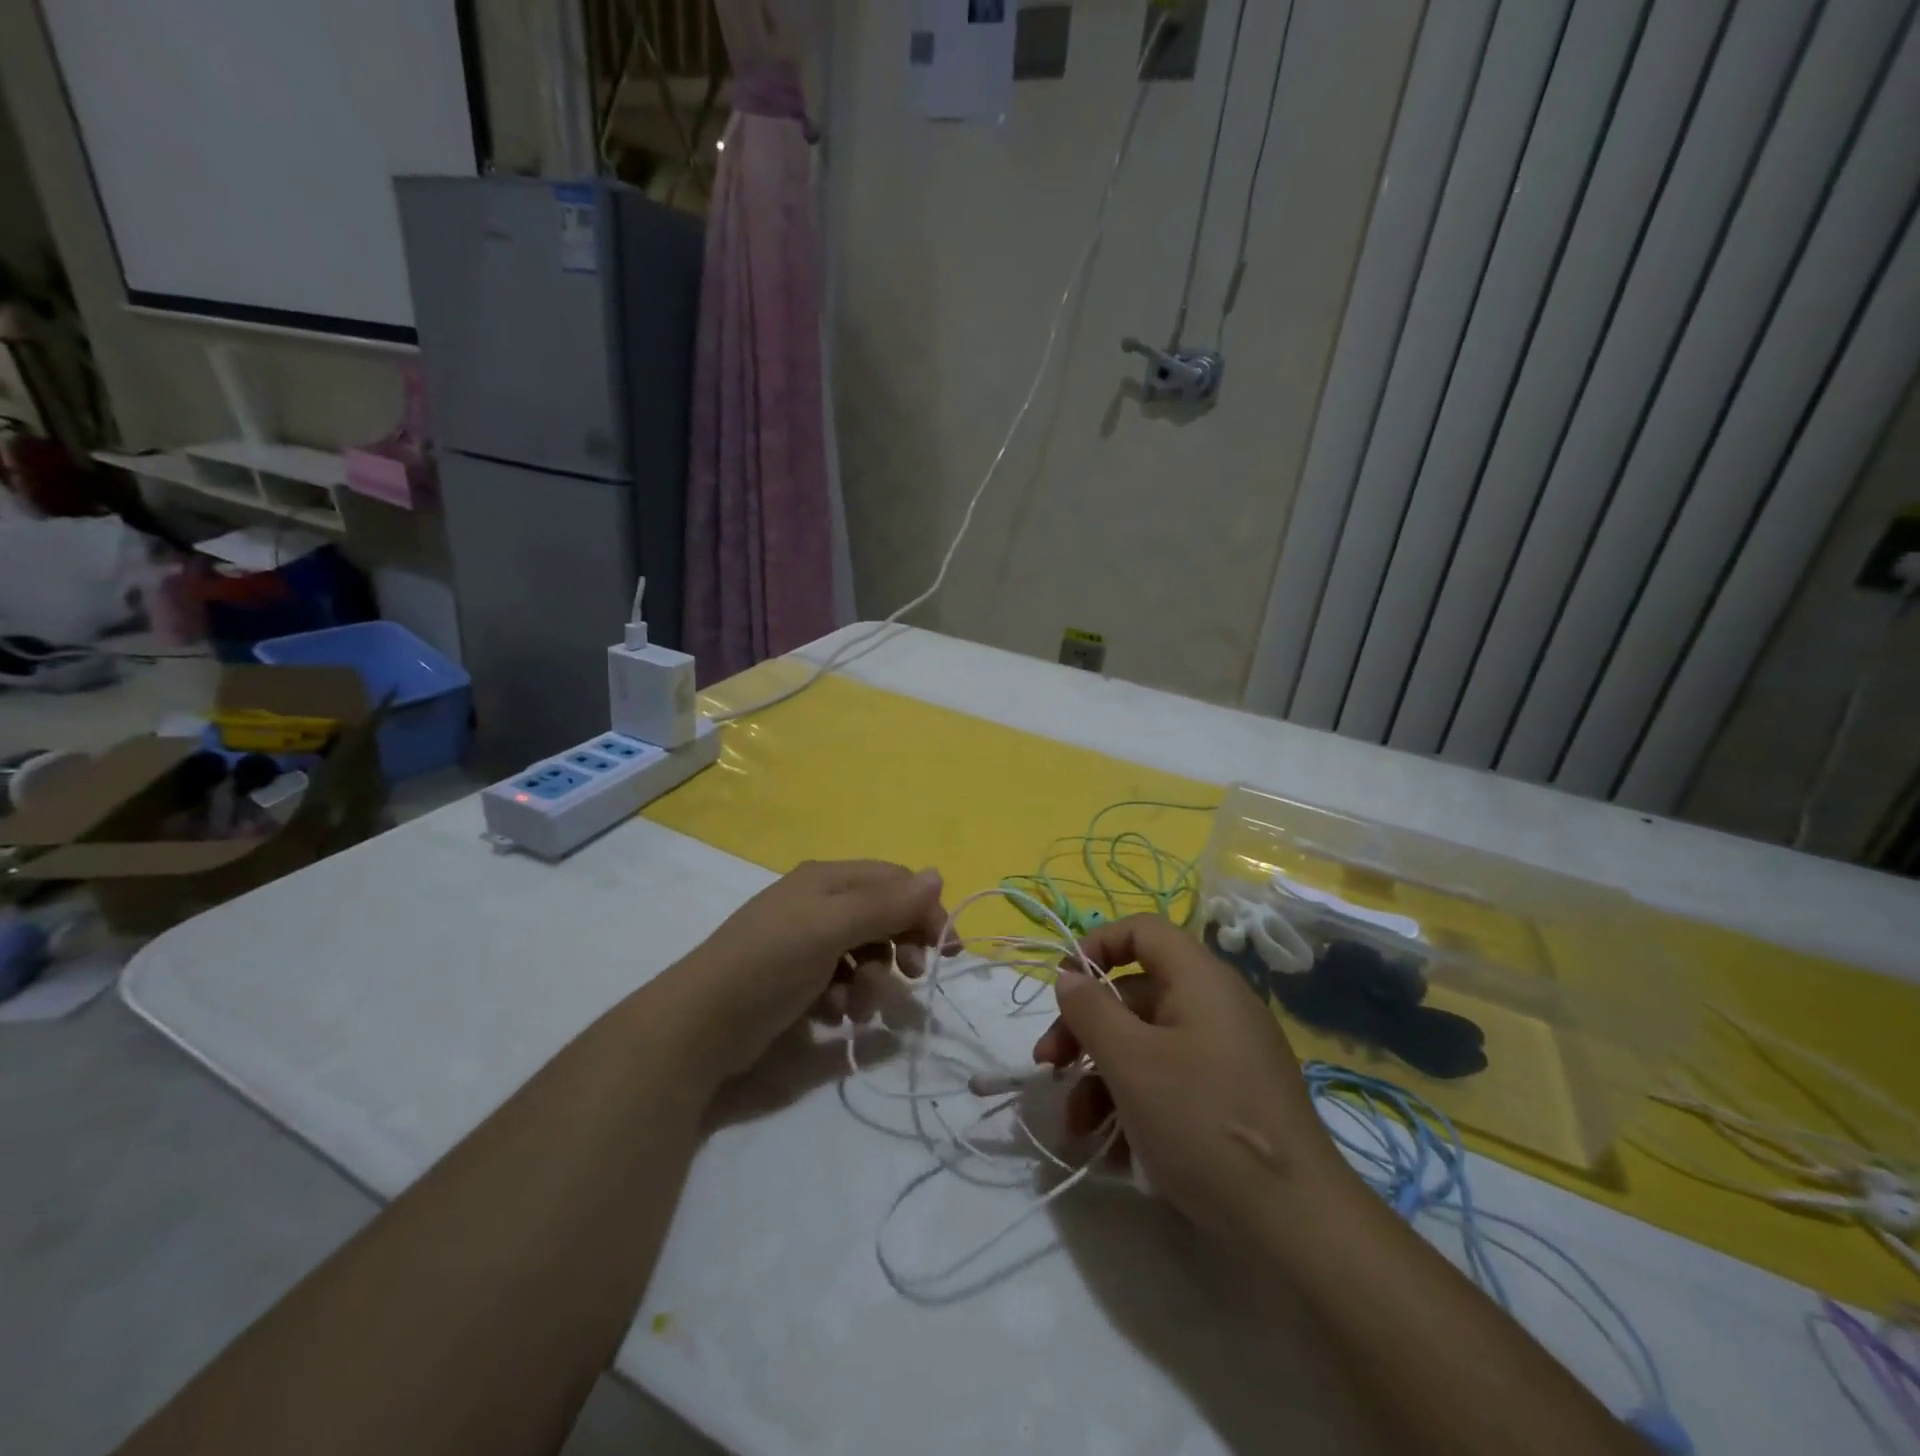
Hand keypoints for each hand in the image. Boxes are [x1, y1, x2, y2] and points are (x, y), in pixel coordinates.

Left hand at [663, 860, 954, 1085]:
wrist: (698, 1027)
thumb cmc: (770, 964)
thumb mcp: (832, 928)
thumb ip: (887, 904)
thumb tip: (937, 874)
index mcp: (827, 880)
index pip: (894, 882)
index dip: (924, 910)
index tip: (946, 949)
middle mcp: (819, 904)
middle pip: (882, 917)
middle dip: (899, 948)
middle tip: (912, 975)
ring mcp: (806, 943)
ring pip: (865, 955)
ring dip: (873, 982)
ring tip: (856, 1008)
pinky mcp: (797, 980)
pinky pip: (842, 982)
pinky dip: (846, 998)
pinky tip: (832, 1016)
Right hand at [1033, 914, 1348, 1245]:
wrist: (1297, 1224)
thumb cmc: (1202, 1121)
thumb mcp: (1131, 1062)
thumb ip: (1091, 1010)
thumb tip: (1069, 977)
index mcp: (1200, 980)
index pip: (1142, 931)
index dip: (1096, 946)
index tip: (1063, 988)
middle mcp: (1216, 1007)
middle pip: (1135, 995)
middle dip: (1085, 1032)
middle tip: (1050, 1069)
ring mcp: (1227, 1056)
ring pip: (1147, 1047)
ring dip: (1102, 1080)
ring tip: (1077, 1129)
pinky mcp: (1232, 1100)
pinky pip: (1172, 1082)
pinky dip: (1137, 1105)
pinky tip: (1114, 1153)